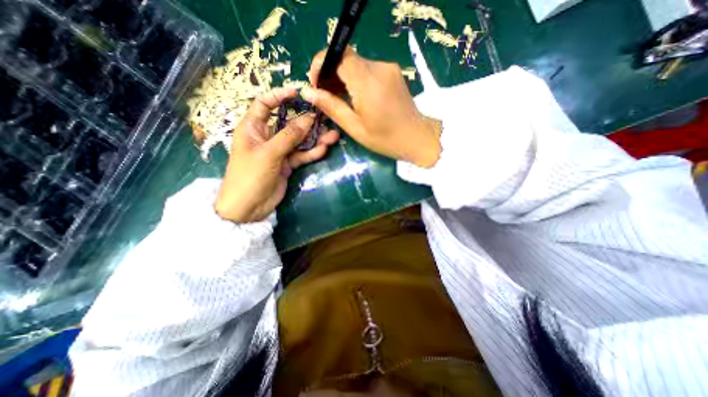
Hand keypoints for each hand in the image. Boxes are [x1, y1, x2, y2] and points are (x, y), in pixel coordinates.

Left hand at [215, 87, 337, 222]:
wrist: (249, 207)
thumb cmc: (250, 176)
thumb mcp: (269, 153)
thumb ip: (289, 136)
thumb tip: (309, 118)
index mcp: (253, 128)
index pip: (264, 104)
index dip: (279, 96)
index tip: (298, 93)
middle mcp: (267, 137)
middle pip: (288, 123)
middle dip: (307, 121)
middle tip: (325, 118)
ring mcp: (279, 151)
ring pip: (299, 141)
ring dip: (315, 139)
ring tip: (333, 136)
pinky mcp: (287, 164)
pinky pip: (301, 155)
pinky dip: (312, 152)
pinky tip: (324, 149)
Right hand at [302, 48, 440, 168]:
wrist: (417, 138)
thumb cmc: (385, 138)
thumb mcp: (355, 127)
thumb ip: (331, 107)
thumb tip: (308, 92)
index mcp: (367, 82)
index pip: (337, 55)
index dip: (322, 65)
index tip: (317, 85)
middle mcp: (378, 67)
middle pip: (346, 58)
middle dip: (331, 74)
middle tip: (327, 96)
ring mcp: (388, 68)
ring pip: (357, 64)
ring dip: (344, 78)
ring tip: (341, 99)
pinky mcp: (393, 72)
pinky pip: (368, 69)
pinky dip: (357, 79)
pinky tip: (357, 97)